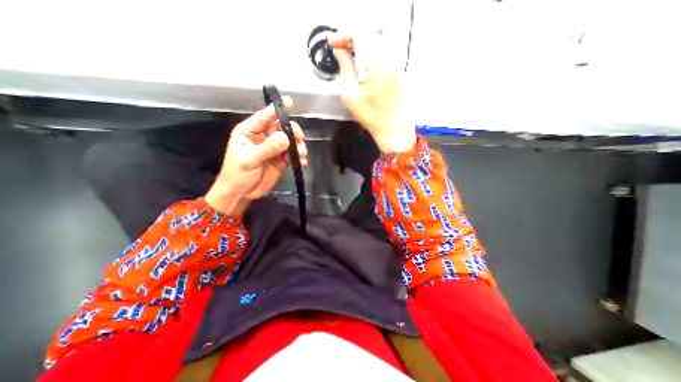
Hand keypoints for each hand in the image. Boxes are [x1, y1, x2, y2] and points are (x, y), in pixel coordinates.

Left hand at [203, 97, 306, 218]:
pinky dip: (299, 156)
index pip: (265, 116)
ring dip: (298, 145)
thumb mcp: (250, 159)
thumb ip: (267, 148)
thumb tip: (285, 138)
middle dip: (292, 131)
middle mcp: (264, 137)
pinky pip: (293, 154)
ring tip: (301, 154)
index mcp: (250, 131)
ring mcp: (274, 148)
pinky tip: (302, 161)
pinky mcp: (282, 159)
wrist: (242, 193)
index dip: (277, 109)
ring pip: (290, 140)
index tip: (290, 102)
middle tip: (299, 139)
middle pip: (282, 127)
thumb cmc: (238, 174)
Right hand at [329, 28, 414, 153]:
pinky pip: (386, 45)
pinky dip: (373, 44)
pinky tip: (364, 56)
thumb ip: (345, 69)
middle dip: (352, 35)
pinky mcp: (400, 66)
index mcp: (377, 64)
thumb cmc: (371, 117)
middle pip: (370, 29)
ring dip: (363, 38)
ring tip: (350, 50)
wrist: (393, 127)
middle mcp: (390, 57)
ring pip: (380, 34)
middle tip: (340, 46)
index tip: (332, 43)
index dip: (343, 35)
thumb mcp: (351, 96)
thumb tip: (339, 52)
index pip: (359, 33)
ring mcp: (397, 60)